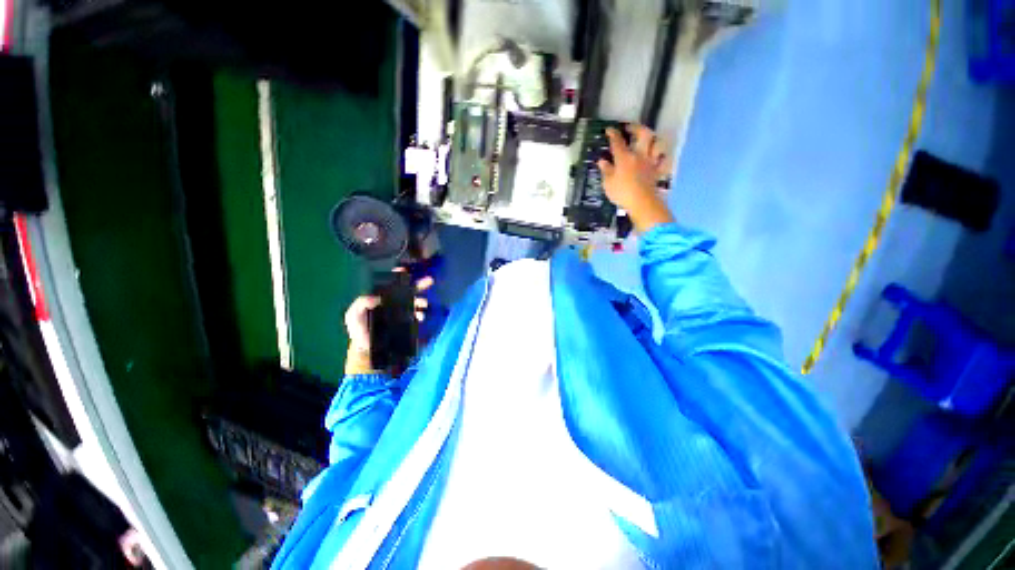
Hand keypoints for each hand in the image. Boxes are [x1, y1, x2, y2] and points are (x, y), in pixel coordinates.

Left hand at [344, 273, 434, 374]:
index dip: (397, 276)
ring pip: (415, 302)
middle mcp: (394, 302)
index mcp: (381, 298)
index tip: (403, 270)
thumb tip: (375, 297)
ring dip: (421, 301)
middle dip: (419, 285)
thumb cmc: (359, 329)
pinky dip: (420, 314)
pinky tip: (420, 316)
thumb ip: (361, 303)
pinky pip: (416, 316)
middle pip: (408, 291)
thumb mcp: (353, 314)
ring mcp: (402, 312)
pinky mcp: (407, 323)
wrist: (366, 348)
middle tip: (429, 281)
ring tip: (423, 304)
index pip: (391, 284)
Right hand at [597, 124, 674, 232]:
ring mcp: (650, 162)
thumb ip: (606, 170)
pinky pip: (663, 161)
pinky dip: (661, 157)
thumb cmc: (622, 193)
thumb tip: (602, 161)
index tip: (609, 129)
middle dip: (637, 128)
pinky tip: (658, 157)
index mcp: (624, 157)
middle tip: (630, 128)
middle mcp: (639, 155)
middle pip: (643, 134)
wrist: (642, 202)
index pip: (618, 141)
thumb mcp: (608, 183)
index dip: (613, 133)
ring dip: (653, 139)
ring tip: (647, 140)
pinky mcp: (657, 171)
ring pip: (657, 144)